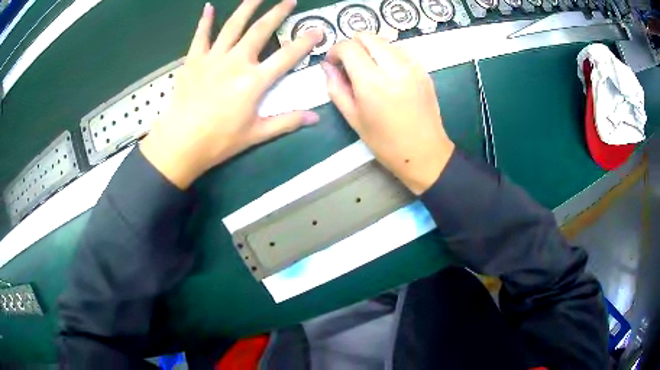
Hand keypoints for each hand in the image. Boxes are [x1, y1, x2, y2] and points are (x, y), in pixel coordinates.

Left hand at [141, 0, 322, 188]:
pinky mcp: (193, 60)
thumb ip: (286, 122)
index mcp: (254, 81)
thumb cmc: (219, 141)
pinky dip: (205, 21)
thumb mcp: (256, 134)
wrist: (180, 143)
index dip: (305, 42)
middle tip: (289, 0)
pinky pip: (200, 36)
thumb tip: (316, 118)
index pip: (286, 56)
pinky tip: (208, 7)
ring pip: (233, 26)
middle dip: (277, 12)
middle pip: (260, 30)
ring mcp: (213, 58)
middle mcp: (236, 62)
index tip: (317, 30)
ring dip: (247, 7)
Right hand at [322, 33, 454, 194]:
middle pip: (367, 36)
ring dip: (371, 49)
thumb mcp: (352, 117)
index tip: (333, 64)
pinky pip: (401, 51)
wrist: (424, 152)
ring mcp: (412, 66)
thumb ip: (335, 87)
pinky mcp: (423, 70)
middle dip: (353, 46)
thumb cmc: (385, 141)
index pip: (348, 46)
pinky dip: (388, 55)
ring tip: (370, 70)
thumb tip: (327, 66)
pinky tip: (388, 74)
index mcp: (372, 81)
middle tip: (350, 65)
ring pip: (384, 41)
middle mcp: (393, 66)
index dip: (335, 51)